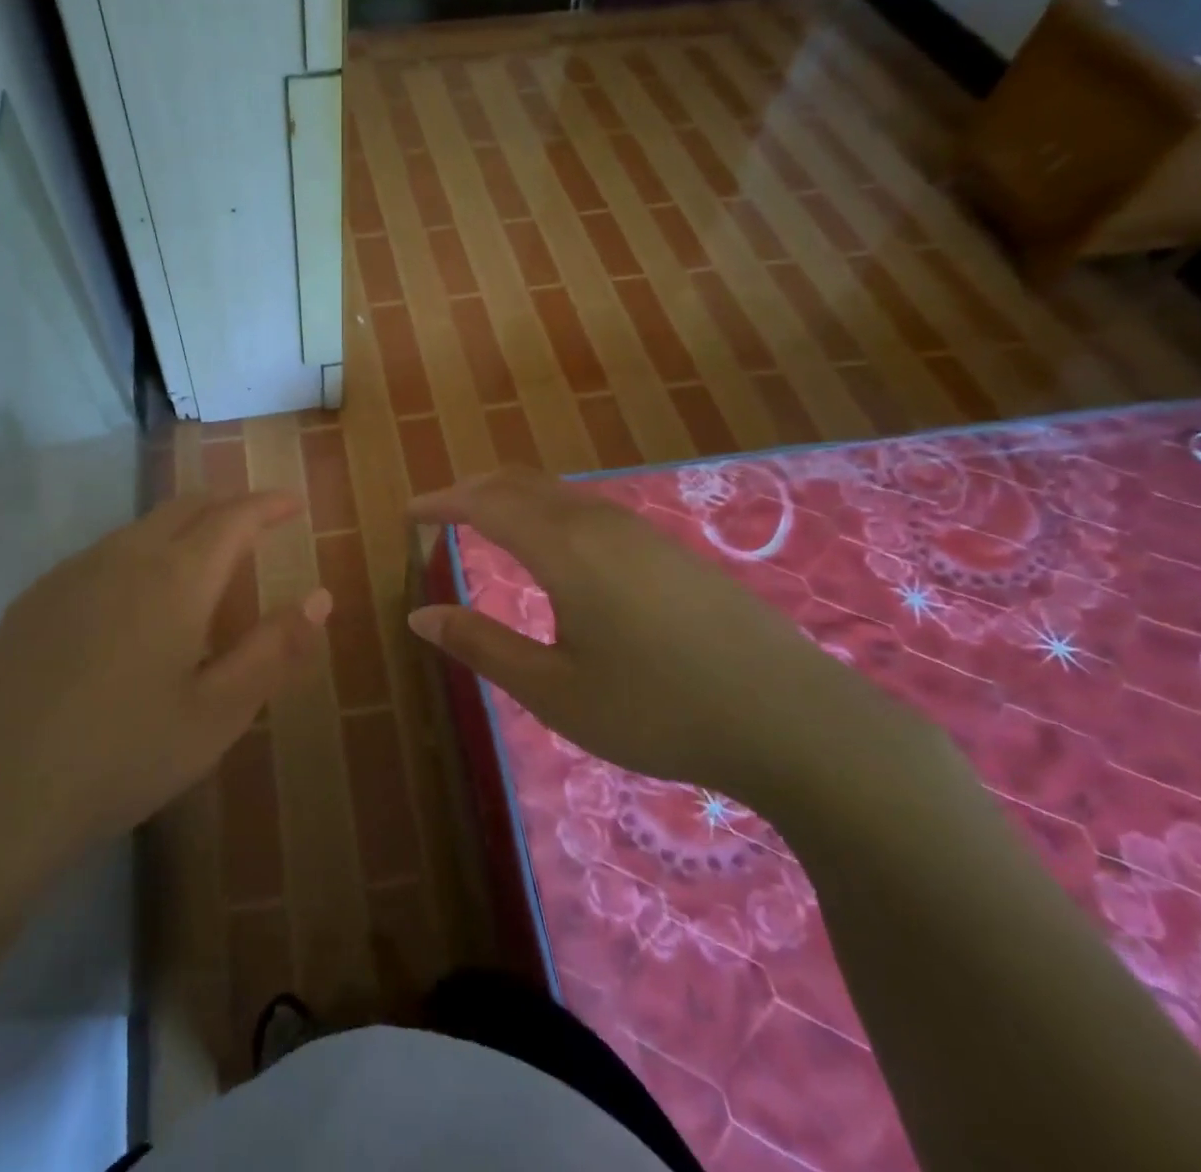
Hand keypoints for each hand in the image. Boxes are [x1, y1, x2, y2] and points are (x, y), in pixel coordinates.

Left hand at [0, 492, 330, 922]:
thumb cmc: (124, 755)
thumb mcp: (218, 713)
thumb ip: (275, 649)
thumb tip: (321, 598)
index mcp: (175, 578)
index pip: (234, 517)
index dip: (269, 505)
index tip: (295, 504)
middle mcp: (123, 557)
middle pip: (185, 507)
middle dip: (228, 506)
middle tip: (257, 525)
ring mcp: (71, 573)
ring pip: (140, 527)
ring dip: (182, 529)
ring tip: (203, 563)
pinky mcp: (35, 598)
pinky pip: (102, 554)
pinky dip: (139, 554)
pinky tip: (134, 601)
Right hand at [407, 469, 904, 804]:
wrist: (792, 718)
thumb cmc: (657, 710)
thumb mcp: (554, 691)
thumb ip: (482, 646)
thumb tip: (419, 617)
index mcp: (563, 549)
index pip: (485, 503)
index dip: (441, 502)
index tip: (408, 512)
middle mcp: (598, 523)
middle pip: (521, 482)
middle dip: (472, 489)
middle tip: (438, 511)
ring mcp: (640, 531)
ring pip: (559, 491)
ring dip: (512, 496)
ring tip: (485, 521)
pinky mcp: (668, 550)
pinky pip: (589, 508)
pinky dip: (548, 510)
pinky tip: (554, 546)